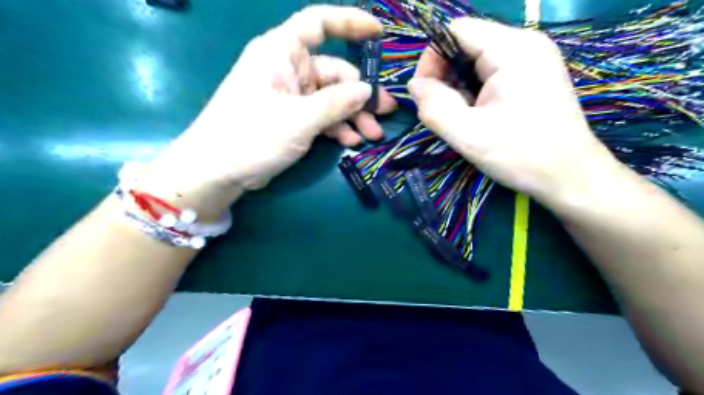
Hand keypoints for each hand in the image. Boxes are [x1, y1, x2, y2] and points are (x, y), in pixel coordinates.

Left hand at [143, 5, 395, 216]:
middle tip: (385, 113)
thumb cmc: (252, 136)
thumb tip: (367, 90)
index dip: (350, 23)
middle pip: (334, 72)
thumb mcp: (300, 118)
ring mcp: (290, 96)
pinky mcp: (291, 118)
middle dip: (360, 95)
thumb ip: (337, 102)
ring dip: (352, 116)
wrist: (217, 171)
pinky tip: (350, 142)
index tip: (379, 33)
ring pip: (331, 98)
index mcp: (281, 52)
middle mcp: (287, 69)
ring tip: (372, 134)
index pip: (319, 23)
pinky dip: (336, 127)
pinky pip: (320, 116)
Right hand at [407, 17, 617, 207]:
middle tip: (443, 111)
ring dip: (459, 87)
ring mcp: (532, 59)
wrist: (569, 176)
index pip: (456, 30)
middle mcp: (525, 44)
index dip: (432, 59)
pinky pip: (491, 73)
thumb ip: (434, 106)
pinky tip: (478, 116)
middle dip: (445, 76)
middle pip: (466, 44)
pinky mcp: (533, 75)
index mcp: (511, 49)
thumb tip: (414, 85)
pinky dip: (475, 91)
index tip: (425, 94)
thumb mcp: (468, 135)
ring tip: (462, 118)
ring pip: (477, 60)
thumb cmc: (520, 154)